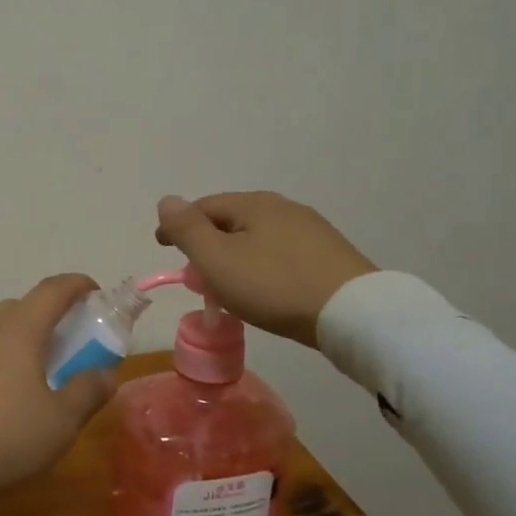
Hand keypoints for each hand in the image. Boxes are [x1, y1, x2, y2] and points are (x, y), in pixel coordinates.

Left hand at [0, 274, 115, 515]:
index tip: (96, 293)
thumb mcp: (60, 422)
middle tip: (71, 345)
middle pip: (23, 307)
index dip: (78, 285)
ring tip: (39, 375)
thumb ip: (87, 392)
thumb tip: (105, 373)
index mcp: (19, 329)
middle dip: (51, 317)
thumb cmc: (2, 435)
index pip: (53, 290)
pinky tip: (4, 398)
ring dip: (23, 341)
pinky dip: (0, 362)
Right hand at [155, 192, 377, 347]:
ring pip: (258, 238)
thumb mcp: (217, 260)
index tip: (162, 246)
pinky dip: (262, 266)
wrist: (353, 314)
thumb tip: (167, 201)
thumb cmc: (274, 285)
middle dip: (208, 242)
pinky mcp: (330, 255)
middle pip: (232, 221)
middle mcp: (283, 207)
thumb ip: (187, 230)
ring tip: (228, 285)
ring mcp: (311, 230)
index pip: (203, 207)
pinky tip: (265, 288)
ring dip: (236, 255)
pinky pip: (282, 254)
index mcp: (254, 204)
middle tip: (195, 271)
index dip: (178, 226)